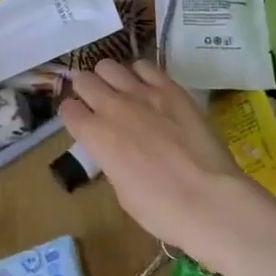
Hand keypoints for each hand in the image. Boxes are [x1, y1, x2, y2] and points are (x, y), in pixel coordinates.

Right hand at [59, 60, 254, 255]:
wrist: (208, 199)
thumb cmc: (160, 209)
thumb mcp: (121, 191)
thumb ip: (112, 161)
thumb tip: (116, 151)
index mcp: (95, 136)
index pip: (67, 109)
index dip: (73, 115)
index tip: (81, 122)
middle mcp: (112, 107)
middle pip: (84, 80)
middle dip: (86, 89)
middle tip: (97, 102)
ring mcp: (142, 93)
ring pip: (110, 66)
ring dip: (110, 78)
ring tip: (122, 91)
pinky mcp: (171, 88)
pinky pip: (145, 66)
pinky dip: (140, 74)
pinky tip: (148, 87)